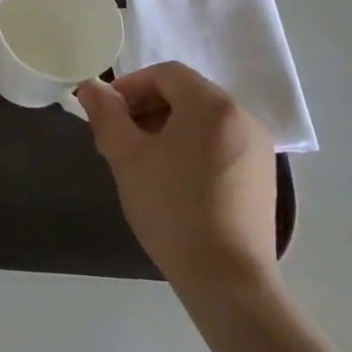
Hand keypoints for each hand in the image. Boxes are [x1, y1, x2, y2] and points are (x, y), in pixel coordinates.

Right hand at [76, 64, 278, 307]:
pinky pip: (220, 143)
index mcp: (212, 105)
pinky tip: (174, 180)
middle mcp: (243, 117)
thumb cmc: (172, 208)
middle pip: (187, 94)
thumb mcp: (126, 157)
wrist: (226, 277)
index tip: (108, 114)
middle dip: (147, 108)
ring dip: (168, 128)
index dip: (131, 86)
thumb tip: (90, 87)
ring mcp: (258, 147)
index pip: (166, 74)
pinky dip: (192, 147)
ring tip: (143, 161)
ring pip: (203, 120)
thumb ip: (106, 115)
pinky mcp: (262, 175)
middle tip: (119, 138)